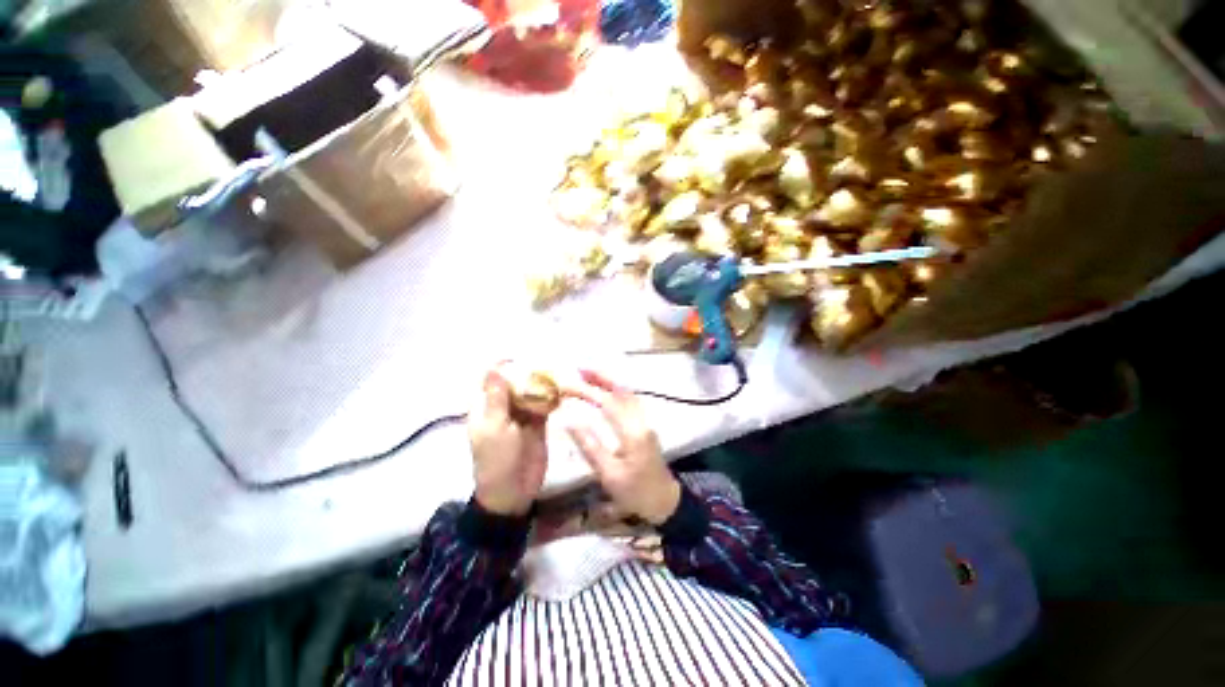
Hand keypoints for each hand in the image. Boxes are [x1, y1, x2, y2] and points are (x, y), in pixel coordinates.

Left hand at [468, 367, 548, 515]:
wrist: (514, 492)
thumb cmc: (498, 460)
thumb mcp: (495, 428)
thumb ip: (497, 398)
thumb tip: (494, 367)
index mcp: (485, 408)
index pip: (491, 380)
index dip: (502, 366)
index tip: (519, 356)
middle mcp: (503, 408)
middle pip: (514, 383)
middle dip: (528, 373)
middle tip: (546, 364)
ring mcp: (521, 415)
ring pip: (531, 393)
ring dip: (542, 384)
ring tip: (557, 373)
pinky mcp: (538, 423)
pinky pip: (544, 405)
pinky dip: (552, 397)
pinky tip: (562, 390)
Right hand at [565, 370, 680, 525]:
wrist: (665, 501)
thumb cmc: (636, 492)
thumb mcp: (610, 475)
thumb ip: (590, 447)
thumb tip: (570, 422)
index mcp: (633, 432)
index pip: (608, 403)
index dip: (587, 392)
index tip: (567, 387)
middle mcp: (641, 421)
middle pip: (622, 391)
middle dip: (601, 377)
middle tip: (580, 369)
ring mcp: (645, 422)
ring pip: (628, 394)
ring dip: (609, 382)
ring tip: (589, 375)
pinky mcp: (645, 426)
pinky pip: (631, 401)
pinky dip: (616, 391)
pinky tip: (606, 391)